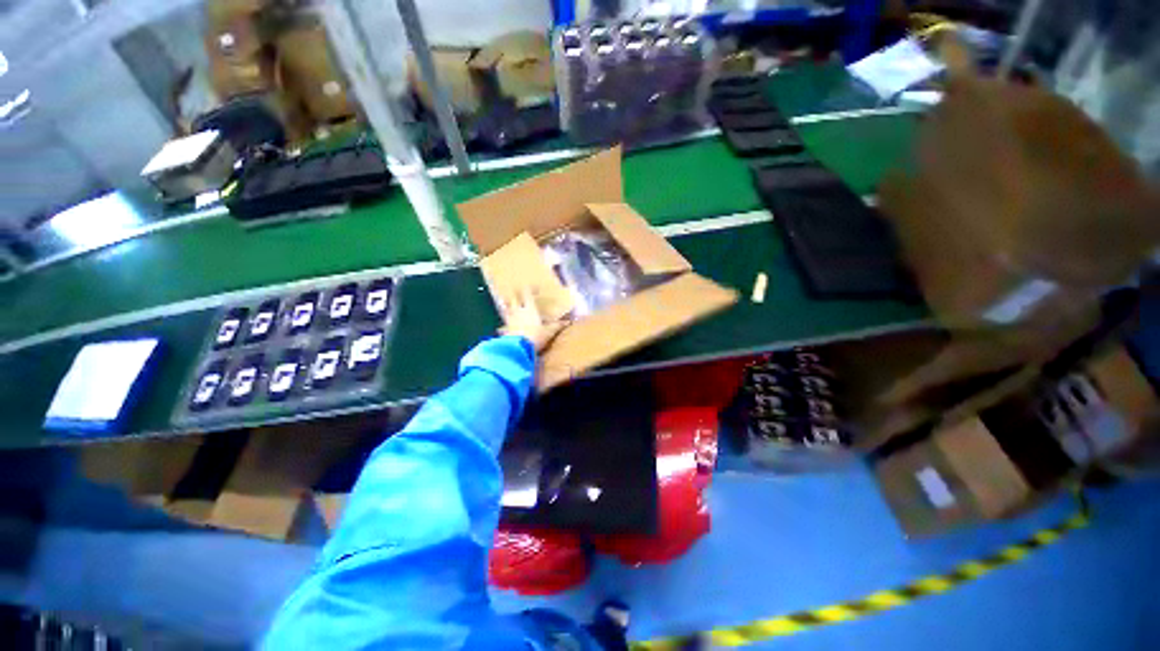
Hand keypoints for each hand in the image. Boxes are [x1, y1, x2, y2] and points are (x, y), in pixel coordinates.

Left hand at [499, 286, 567, 352]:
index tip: (530, 285)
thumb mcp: (549, 332)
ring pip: (506, 309)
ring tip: (506, 304)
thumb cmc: (535, 336)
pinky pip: (503, 324)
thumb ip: (557, 326)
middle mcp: (518, 311)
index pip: (527, 294)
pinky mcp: (504, 330)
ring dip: (507, 306)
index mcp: (530, 309)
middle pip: (513, 299)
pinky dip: (503, 324)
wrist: (518, 349)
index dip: (528, 288)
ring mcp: (510, 320)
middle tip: (515, 292)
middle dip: (514, 295)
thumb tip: (568, 322)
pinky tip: (502, 327)